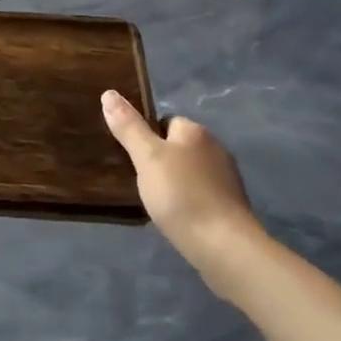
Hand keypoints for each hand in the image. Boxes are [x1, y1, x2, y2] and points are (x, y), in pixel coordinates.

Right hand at [103, 91, 261, 294]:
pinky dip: (190, 202)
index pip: (165, 121)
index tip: (134, 158)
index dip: (148, 137)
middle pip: (179, 146)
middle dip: (162, 161)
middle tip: (141, 182)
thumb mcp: (146, 158)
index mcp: (195, 131)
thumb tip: (109, 93)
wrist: (225, 247)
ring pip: (191, 172)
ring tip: (157, 203)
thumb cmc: (181, 196)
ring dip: (177, 183)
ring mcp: (227, 178)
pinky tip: (179, 218)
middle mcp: (215, 147)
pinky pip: (202, 194)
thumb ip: (129, 126)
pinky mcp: (232, 206)